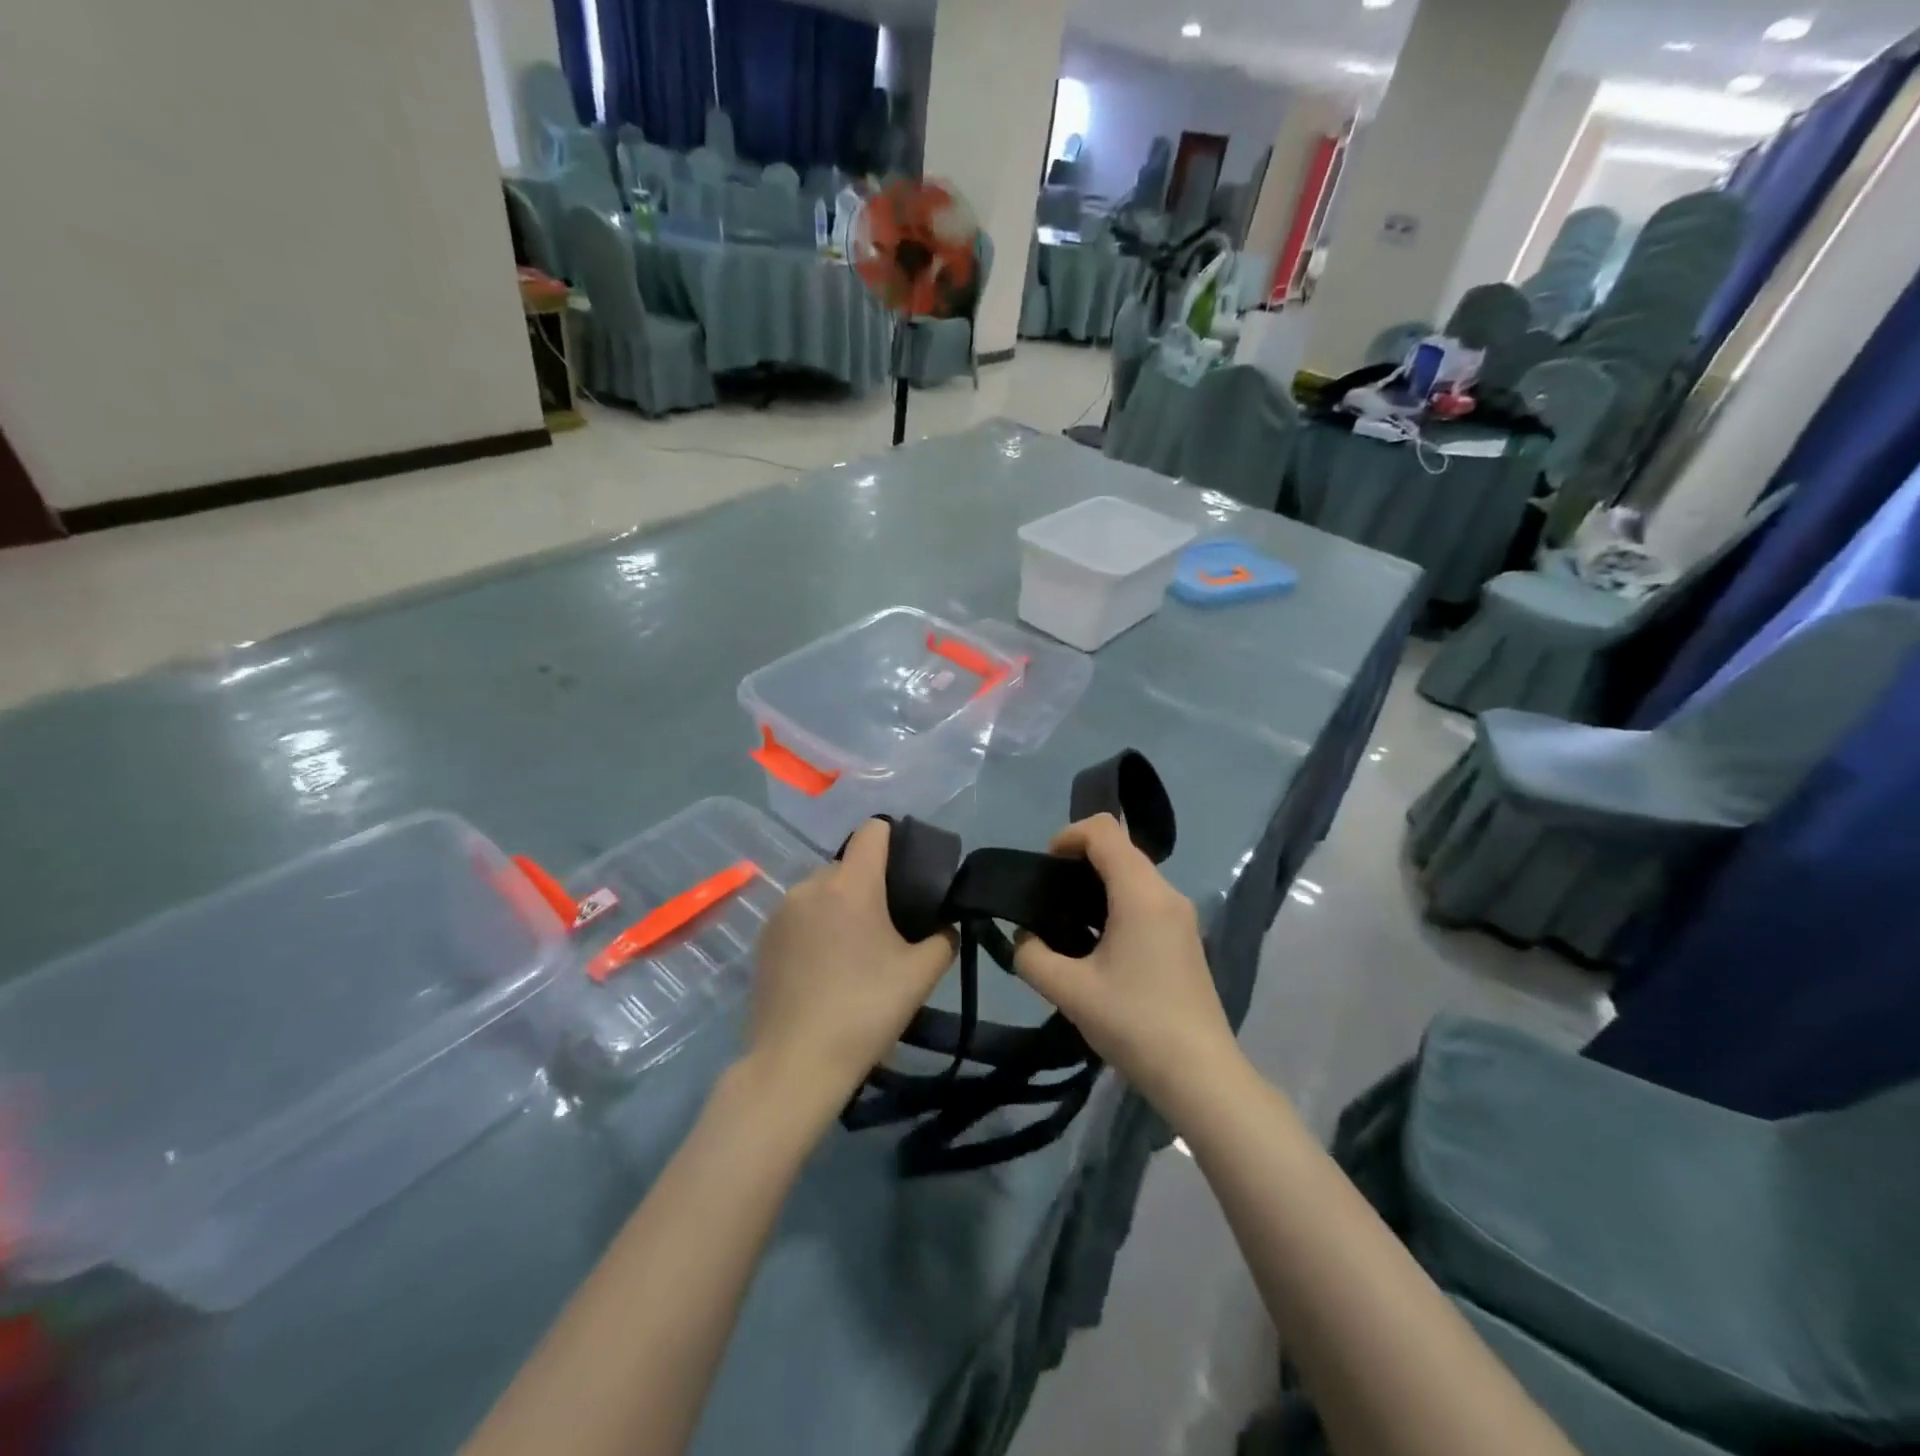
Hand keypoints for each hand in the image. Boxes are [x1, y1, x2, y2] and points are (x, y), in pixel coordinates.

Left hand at [748, 819, 957, 1121]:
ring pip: (821, 891)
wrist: (795, 1063)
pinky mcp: (763, 939)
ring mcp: (781, 911)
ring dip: (840, 907)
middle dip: (870, 884)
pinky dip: (816, 927)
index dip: (896, 840)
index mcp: (850, 884)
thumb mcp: (921, 975)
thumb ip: (943, 938)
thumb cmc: (865, 1010)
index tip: (909, 872)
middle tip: (889, 926)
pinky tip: (824, 968)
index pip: (873, 830)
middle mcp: (811, 885)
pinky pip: (799, 916)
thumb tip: (943, 926)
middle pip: (848, 865)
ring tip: (854, 951)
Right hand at [1013, 814, 1237, 1108]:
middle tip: (1048, 897)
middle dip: (1079, 859)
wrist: (1200, 1075)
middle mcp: (1166, 894)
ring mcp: (1181, 916)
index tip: (1044, 868)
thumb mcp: (1069, 991)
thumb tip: (1022, 939)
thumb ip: (1031, 957)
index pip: (1104, 830)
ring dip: (1098, 883)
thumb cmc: (1134, 1023)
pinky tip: (1097, 944)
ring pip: (1134, 874)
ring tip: (1067, 922)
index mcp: (1141, 893)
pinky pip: (1146, 899)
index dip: (1067, 835)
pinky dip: (1117, 902)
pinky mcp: (1185, 938)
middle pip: (1120, 848)